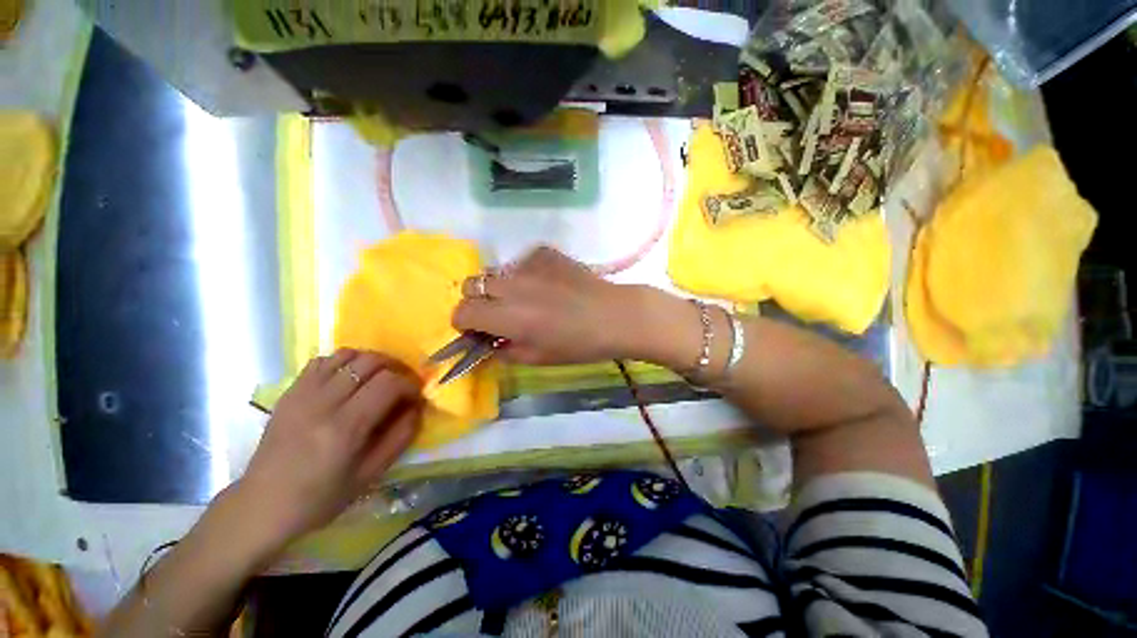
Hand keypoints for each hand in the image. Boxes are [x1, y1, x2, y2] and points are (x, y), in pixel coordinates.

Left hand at [235, 349, 422, 543]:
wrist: (262, 505)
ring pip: (347, 355)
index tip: (414, 397)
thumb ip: (400, 437)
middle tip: (401, 385)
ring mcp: (302, 394)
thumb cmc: (320, 497)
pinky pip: (322, 361)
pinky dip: (343, 362)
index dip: (409, 385)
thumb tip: (417, 407)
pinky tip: (348, 379)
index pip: (389, 383)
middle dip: (395, 368)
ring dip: (371, 362)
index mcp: (345, 428)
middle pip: (371, 362)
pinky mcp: (289, 392)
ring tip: (378, 378)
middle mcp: (323, 403)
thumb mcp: (370, 475)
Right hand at [452, 247, 632, 364]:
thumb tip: (489, 344)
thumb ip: (504, 351)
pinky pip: (521, 262)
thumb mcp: (538, 358)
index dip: (465, 323)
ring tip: (527, 298)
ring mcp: (527, 264)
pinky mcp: (544, 253)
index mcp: (506, 315)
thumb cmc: (578, 345)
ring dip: (501, 287)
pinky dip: (525, 274)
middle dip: (478, 302)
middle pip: (470, 285)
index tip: (479, 331)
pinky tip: (548, 284)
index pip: (462, 311)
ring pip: (495, 272)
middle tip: (499, 314)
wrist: (614, 316)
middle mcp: (510, 285)